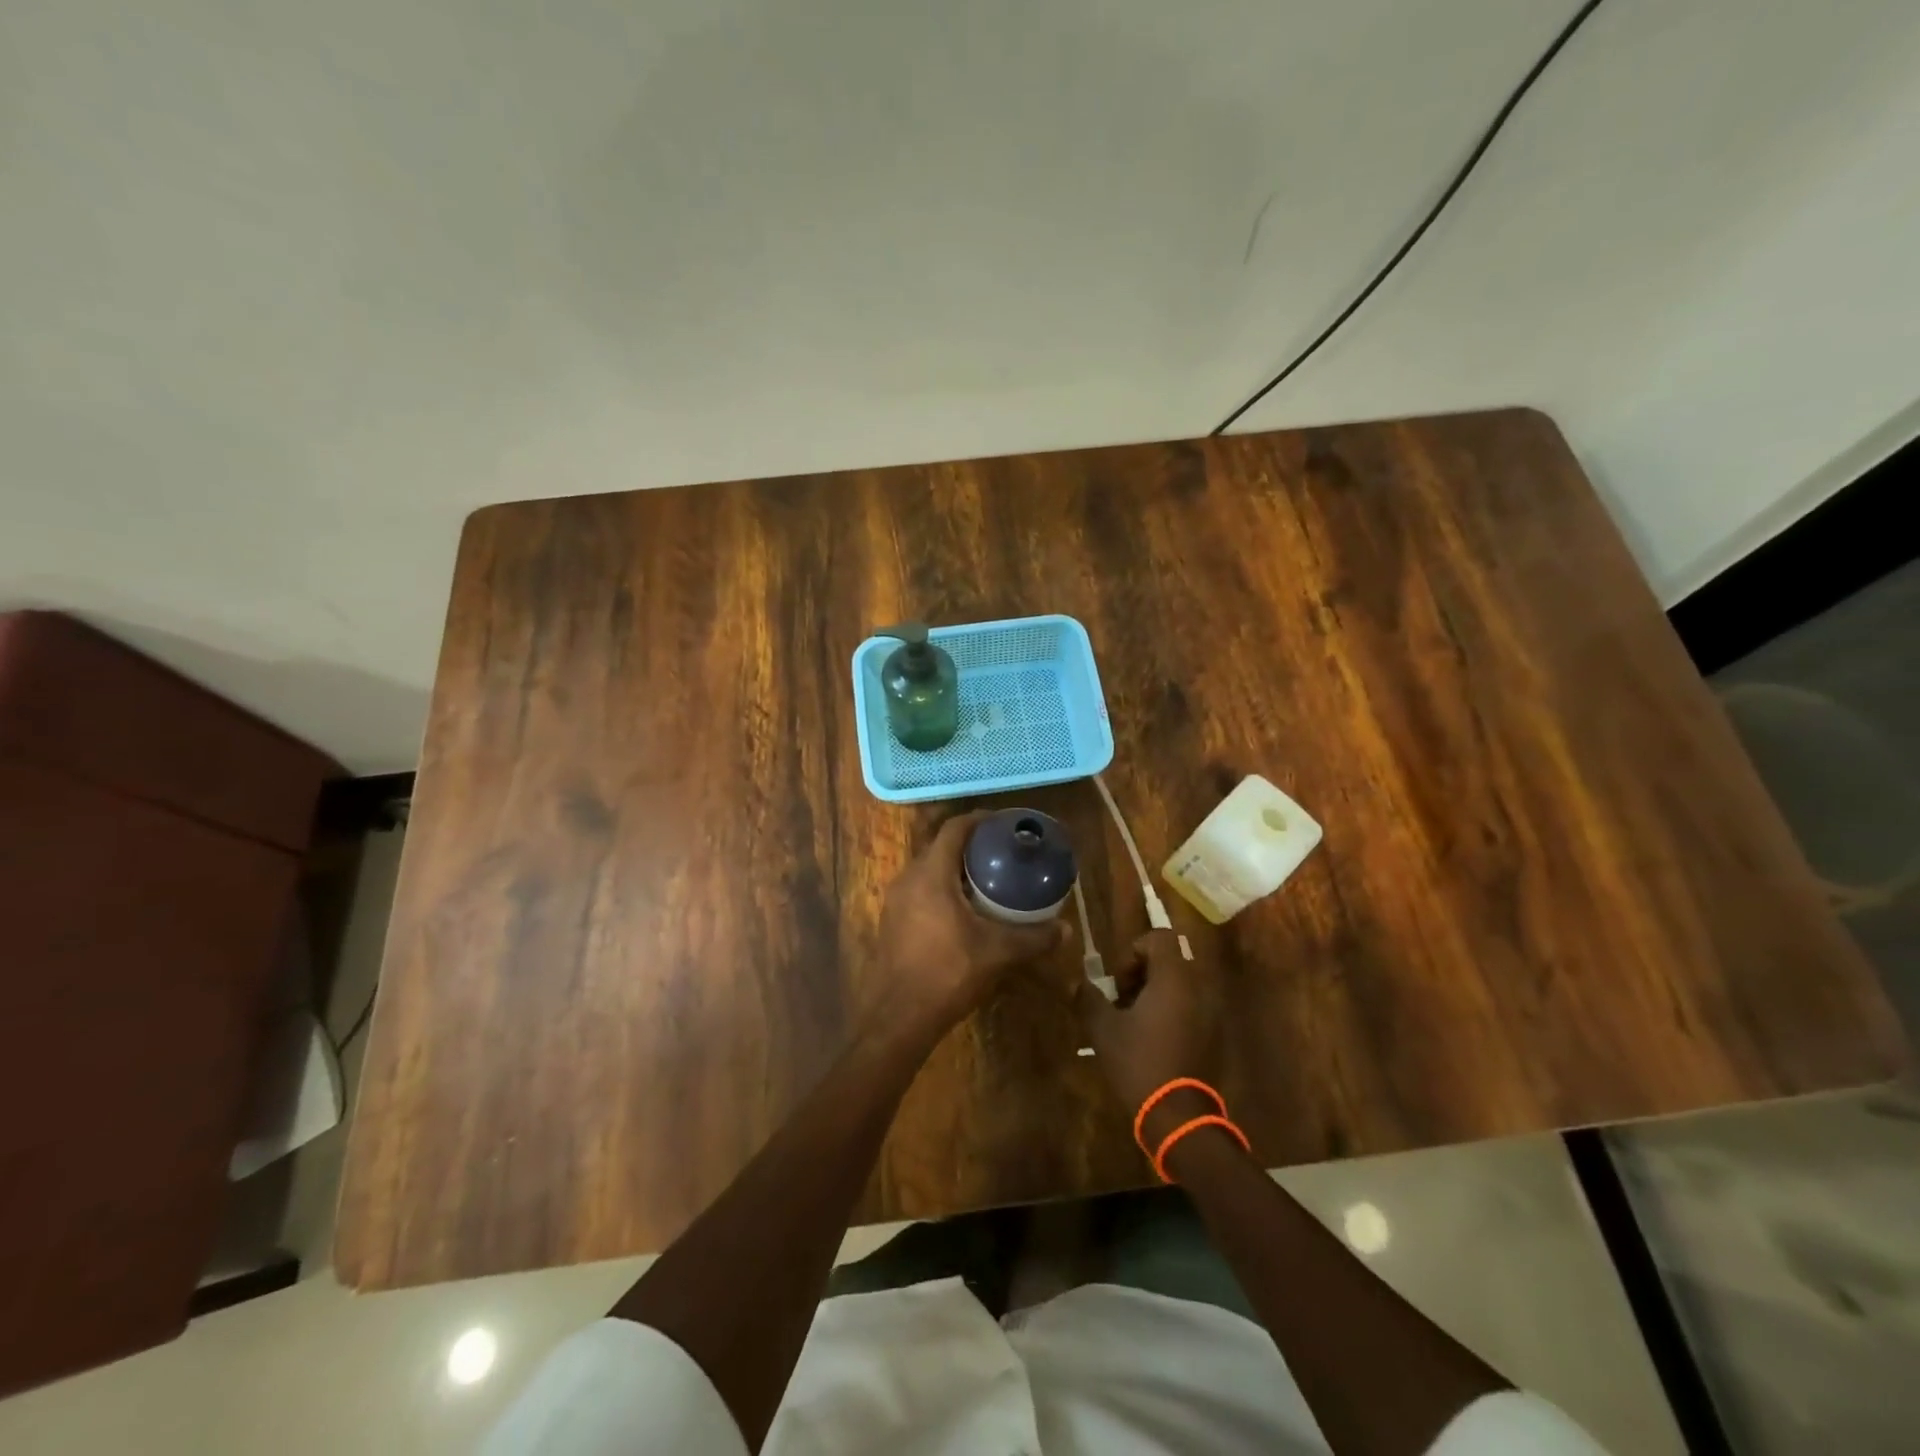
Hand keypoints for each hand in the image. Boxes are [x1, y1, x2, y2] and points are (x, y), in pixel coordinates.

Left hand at [866, 811, 1068, 1044]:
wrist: (899, 1016)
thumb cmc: (947, 972)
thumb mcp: (996, 952)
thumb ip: (1032, 937)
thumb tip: (1065, 929)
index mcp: (931, 874)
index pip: (954, 829)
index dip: (980, 820)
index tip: (1003, 824)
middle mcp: (908, 878)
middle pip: (941, 847)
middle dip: (971, 846)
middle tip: (1002, 853)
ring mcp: (896, 900)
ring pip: (929, 870)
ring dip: (955, 869)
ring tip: (987, 880)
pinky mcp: (892, 921)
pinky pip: (920, 890)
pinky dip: (942, 889)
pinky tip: (964, 910)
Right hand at [1076, 930, 1219, 1144]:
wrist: (1178, 1117)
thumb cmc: (1139, 1063)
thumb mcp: (1104, 1029)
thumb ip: (1089, 998)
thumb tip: (1076, 982)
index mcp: (1173, 979)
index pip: (1159, 938)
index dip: (1134, 950)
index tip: (1120, 980)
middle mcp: (1197, 989)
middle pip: (1169, 961)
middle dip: (1142, 974)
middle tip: (1121, 1001)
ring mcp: (1209, 1013)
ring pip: (1179, 986)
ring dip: (1155, 994)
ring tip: (1133, 1022)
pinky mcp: (1212, 1035)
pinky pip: (1190, 1007)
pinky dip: (1170, 1012)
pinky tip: (1151, 1041)